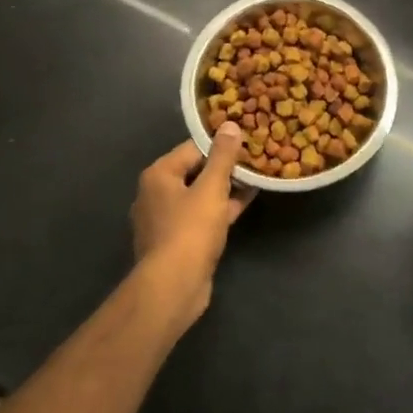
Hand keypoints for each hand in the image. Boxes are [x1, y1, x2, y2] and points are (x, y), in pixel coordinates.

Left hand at [131, 123, 253, 327]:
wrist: (173, 287)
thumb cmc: (190, 230)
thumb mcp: (212, 188)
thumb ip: (222, 156)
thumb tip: (229, 125)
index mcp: (159, 175)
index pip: (193, 147)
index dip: (221, 144)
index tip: (246, 141)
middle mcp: (156, 194)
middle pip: (196, 170)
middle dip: (225, 167)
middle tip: (255, 157)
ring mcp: (166, 220)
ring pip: (200, 195)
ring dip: (226, 188)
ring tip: (256, 176)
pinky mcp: (177, 241)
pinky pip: (202, 215)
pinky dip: (221, 208)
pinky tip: (247, 201)